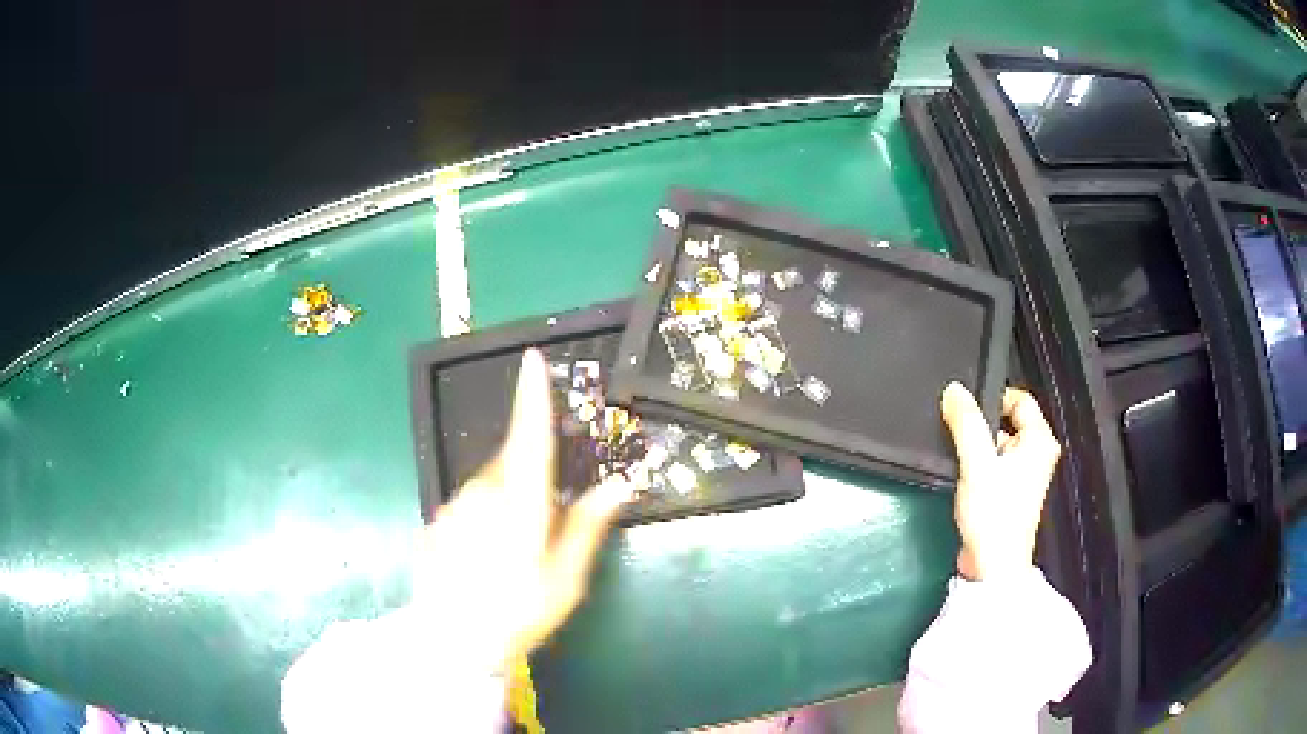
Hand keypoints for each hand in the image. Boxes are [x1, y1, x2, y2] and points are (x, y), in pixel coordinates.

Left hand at [413, 349, 631, 670]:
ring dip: (508, 499)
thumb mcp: (566, 578)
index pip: (530, 434)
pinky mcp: (438, 521)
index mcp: (521, 502)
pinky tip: (487, 556)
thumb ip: (589, 525)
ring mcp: (455, 506)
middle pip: (513, 462)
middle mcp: (484, 492)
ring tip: (513, 551)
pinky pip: (470, 505)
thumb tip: (619, 485)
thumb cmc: (518, 610)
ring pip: (490, 485)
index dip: (533, 395)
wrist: (451, 640)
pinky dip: (484, 516)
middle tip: (545, 520)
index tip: (533, 359)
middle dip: (531, 473)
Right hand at [940, 383, 1061, 581]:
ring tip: (962, 460)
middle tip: (960, 436)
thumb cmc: (994, 514)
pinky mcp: (1010, 492)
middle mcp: (1037, 454)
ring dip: (978, 448)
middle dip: (982, 426)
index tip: (966, 409)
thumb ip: (966, 423)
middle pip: (1007, 421)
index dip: (993, 397)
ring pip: (998, 444)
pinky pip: (994, 464)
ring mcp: (1025, 474)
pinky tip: (965, 477)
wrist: (992, 566)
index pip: (1020, 399)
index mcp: (1040, 441)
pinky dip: (979, 466)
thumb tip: (954, 391)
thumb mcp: (977, 463)